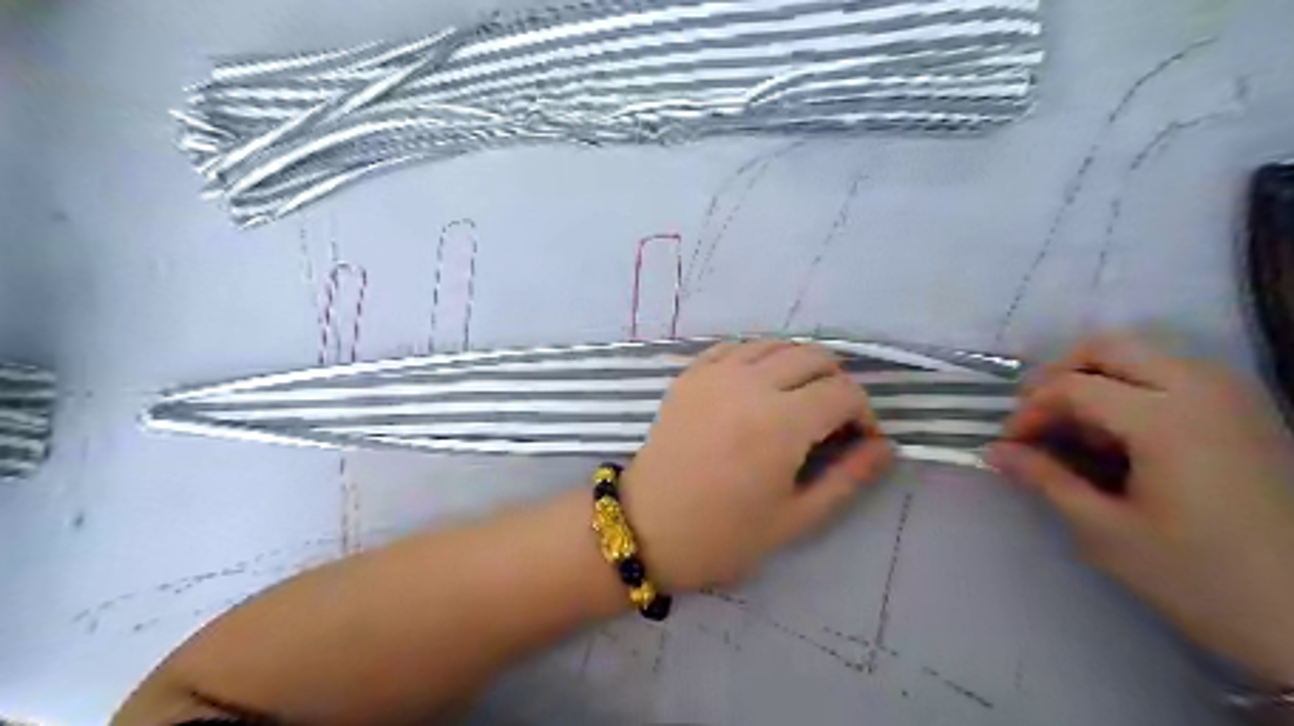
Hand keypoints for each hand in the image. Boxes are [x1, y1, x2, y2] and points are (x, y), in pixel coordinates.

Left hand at [622, 339, 895, 593]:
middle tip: (830, 420)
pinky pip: (736, 348)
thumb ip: (847, 478)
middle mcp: (752, 384)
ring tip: (796, 401)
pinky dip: (758, 358)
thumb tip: (884, 448)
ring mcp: (716, 373)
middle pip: (815, 356)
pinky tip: (756, 387)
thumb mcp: (795, 518)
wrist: (647, 527)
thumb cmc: (723, 535)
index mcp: (783, 423)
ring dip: (798, 365)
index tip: (858, 440)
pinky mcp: (690, 374)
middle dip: (835, 383)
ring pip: (776, 344)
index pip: (844, 392)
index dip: (863, 413)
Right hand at [993, 336, 1293, 685]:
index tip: (1010, 446)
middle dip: (1059, 376)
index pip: (1072, 387)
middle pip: (1108, 347)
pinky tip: (1123, 436)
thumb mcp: (1105, 532)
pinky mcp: (1246, 411)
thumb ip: (1045, 479)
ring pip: (1142, 354)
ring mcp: (1232, 396)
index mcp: (1167, 420)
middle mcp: (1203, 389)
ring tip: (1079, 431)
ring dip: (1096, 380)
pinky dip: (1132, 389)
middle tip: (1038, 420)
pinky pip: (1173, 373)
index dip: (1029, 411)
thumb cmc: (1199, 577)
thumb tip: (995, 452)